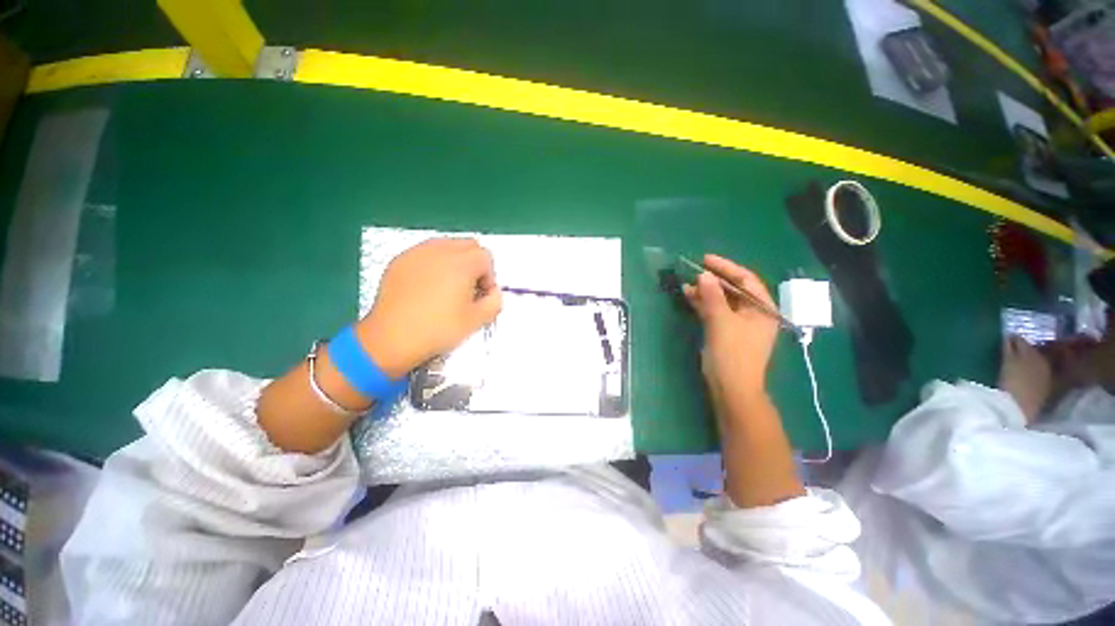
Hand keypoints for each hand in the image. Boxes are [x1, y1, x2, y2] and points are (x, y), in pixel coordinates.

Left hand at [356, 238, 502, 377]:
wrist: (391, 339)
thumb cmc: (438, 329)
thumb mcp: (477, 321)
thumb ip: (495, 302)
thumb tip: (494, 293)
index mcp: (462, 263)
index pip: (486, 256)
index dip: (489, 277)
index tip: (482, 296)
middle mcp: (440, 250)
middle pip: (468, 245)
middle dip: (474, 264)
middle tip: (468, 289)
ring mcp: (417, 253)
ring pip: (446, 245)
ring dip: (455, 261)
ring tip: (448, 286)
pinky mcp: (399, 260)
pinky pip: (425, 253)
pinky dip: (433, 263)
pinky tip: (427, 287)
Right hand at [683, 254, 778, 403]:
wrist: (731, 388)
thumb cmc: (732, 352)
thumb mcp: (721, 321)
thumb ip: (712, 296)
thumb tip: (703, 275)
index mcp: (762, 308)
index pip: (746, 279)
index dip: (726, 267)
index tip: (705, 259)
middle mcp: (754, 313)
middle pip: (734, 289)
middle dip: (713, 280)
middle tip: (693, 272)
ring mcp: (740, 324)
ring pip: (722, 301)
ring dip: (706, 292)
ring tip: (686, 285)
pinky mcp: (727, 333)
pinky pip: (716, 312)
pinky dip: (703, 305)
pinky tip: (689, 297)